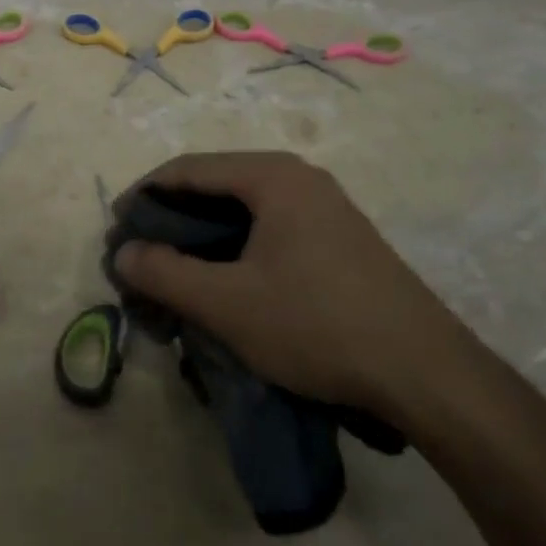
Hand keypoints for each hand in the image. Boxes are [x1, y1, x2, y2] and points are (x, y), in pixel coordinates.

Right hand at [112, 152, 465, 415]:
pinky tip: (226, 286)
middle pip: (215, 187)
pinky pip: (269, 231)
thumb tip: (122, 253)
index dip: (143, 196)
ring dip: (202, 240)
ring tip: (177, 276)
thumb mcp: (227, 304)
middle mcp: (299, 179)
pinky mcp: (340, 241)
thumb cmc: (318, 325)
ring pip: (242, 212)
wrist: (429, 376)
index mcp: (272, 176)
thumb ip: (165, 274)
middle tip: (143, 257)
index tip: (115, 229)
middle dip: (172, 221)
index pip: (187, 169)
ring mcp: (325, 209)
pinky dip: (235, 252)